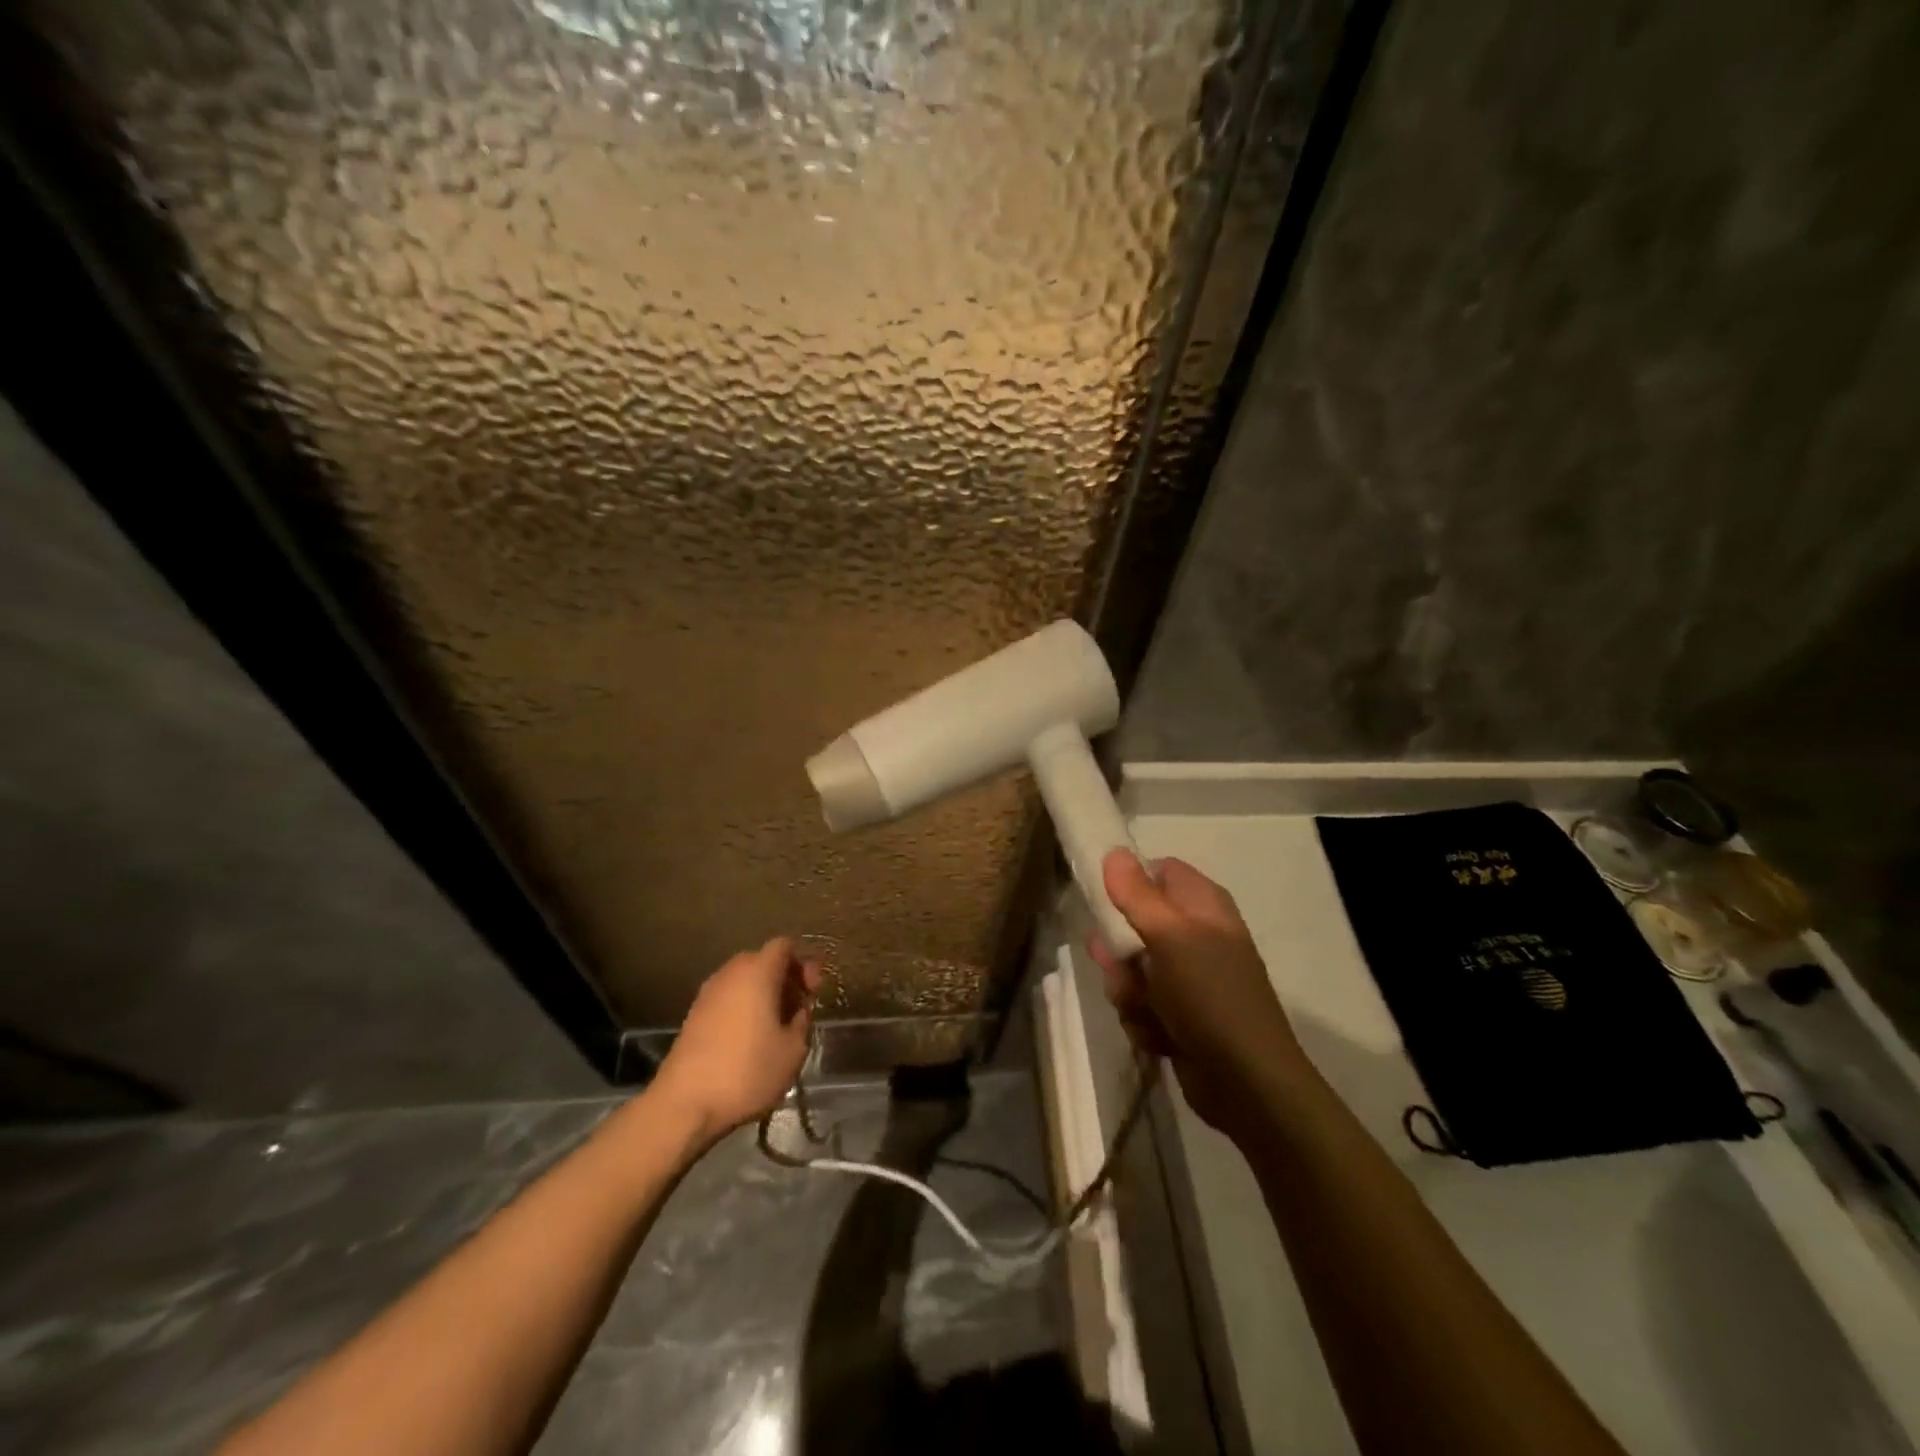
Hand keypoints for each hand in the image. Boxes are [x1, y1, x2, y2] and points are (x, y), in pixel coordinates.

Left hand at [649, 938, 821, 1142]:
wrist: (684, 1104)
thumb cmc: (747, 1071)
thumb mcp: (793, 1049)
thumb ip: (802, 1019)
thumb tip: (797, 1010)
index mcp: (757, 971)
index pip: (784, 946)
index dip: (804, 963)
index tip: (813, 991)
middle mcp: (730, 973)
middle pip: (764, 961)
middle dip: (785, 979)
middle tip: (799, 1009)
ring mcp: (708, 993)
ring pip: (745, 980)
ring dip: (764, 994)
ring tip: (777, 1027)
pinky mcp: (694, 1015)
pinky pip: (728, 998)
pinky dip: (744, 1007)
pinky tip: (751, 1039)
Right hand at [1088, 850, 1303, 1137]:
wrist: (1246, 1083)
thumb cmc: (1210, 995)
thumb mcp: (1170, 937)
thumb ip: (1137, 894)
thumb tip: (1114, 851)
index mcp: (1202, 905)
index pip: (1157, 872)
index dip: (1128, 883)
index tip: (1102, 902)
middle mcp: (1195, 935)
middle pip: (1133, 924)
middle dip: (1118, 954)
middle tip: (1121, 969)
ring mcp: (1187, 978)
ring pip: (1130, 970)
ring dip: (1128, 993)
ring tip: (1147, 1012)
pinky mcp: (1178, 1015)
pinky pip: (1140, 1005)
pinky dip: (1144, 1021)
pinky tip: (1160, 1038)